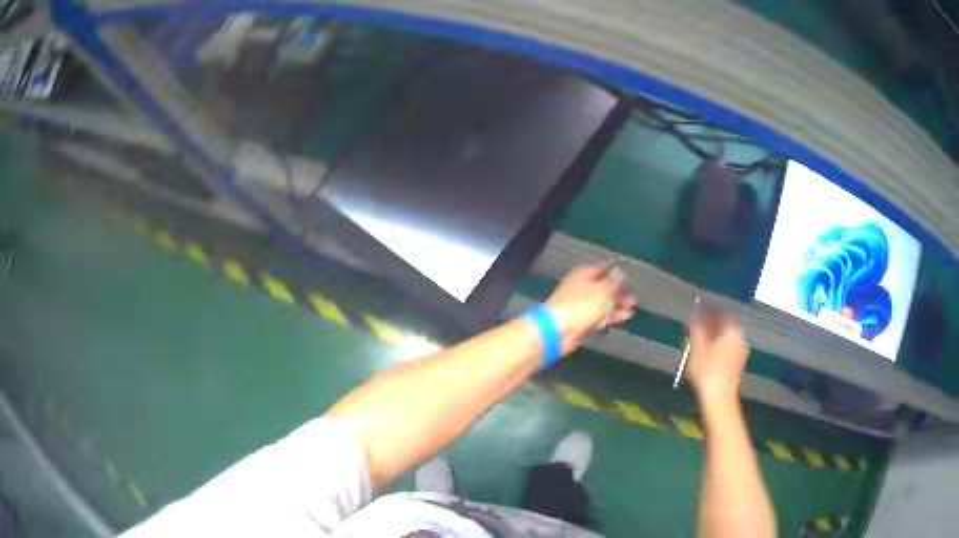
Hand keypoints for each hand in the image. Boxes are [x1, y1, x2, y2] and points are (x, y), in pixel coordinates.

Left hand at [545, 264, 636, 354]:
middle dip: (619, 291)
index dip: (616, 273)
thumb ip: (613, 281)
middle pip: (604, 286)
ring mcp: (582, 305)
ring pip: (603, 302)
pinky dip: (612, 315)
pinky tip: (624, 316)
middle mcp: (582, 288)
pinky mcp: (583, 320)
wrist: (558, 330)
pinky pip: (600, 315)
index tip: (629, 278)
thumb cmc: (580, 306)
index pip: (603, 269)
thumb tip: (620, 271)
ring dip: (617, 304)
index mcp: (584, 275)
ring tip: (632, 306)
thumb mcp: (602, 290)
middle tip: (633, 296)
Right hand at [686, 309, 748, 404]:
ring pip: (727, 338)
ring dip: (715, 336)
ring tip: (701, 340)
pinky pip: (728, 349)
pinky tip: (708, 354)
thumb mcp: (697, 348)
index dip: (710, 309)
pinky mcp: (738, 365)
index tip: (700, 309)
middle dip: (713, 324)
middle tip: (699, 325)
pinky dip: (718, 347)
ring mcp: (741, 353)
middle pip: (725, 325)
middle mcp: (740, 339)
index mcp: (731, 331)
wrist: (719, 398)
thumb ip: (697, 329)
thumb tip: (695, 312)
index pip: (722, 313)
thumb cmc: (707, 371)